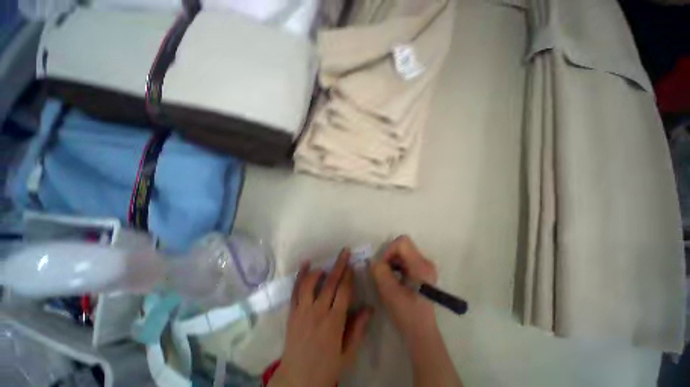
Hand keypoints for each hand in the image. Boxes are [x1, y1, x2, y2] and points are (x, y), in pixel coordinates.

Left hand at [270, 249, 372, 386]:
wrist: (297, 380)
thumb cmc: (327, 367)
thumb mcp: (348, 353)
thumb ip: (358, 329)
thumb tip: (370, 307)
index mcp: (334, 322)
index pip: (344, 291)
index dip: (349, 276)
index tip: (352, 264)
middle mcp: (318, 312)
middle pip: (330, 282)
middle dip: (339, 265)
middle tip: (345, 251)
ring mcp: (303, 310)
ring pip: (311, 283)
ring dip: (319, 270)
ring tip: (326, 266)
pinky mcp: (292, 312)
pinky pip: (295, 290)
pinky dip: (300, 275)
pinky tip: (305, 264)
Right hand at [370, 235, 438, 344]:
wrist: (421, 332)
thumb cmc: (407, 314)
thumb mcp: (389, 292)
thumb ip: (379, 271)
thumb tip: (374, 260)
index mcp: (421, 266)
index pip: (402, 242)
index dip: (389, 250)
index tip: (383, 266)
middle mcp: (426, 262)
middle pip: (402, 246)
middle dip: (389, 256)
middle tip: (385, 273)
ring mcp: (425, 267)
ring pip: (403, 252)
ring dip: (392, 261)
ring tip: (389, 278)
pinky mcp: (422, 272)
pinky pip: (405, 259)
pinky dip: (396, 266)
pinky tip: (395, 279)